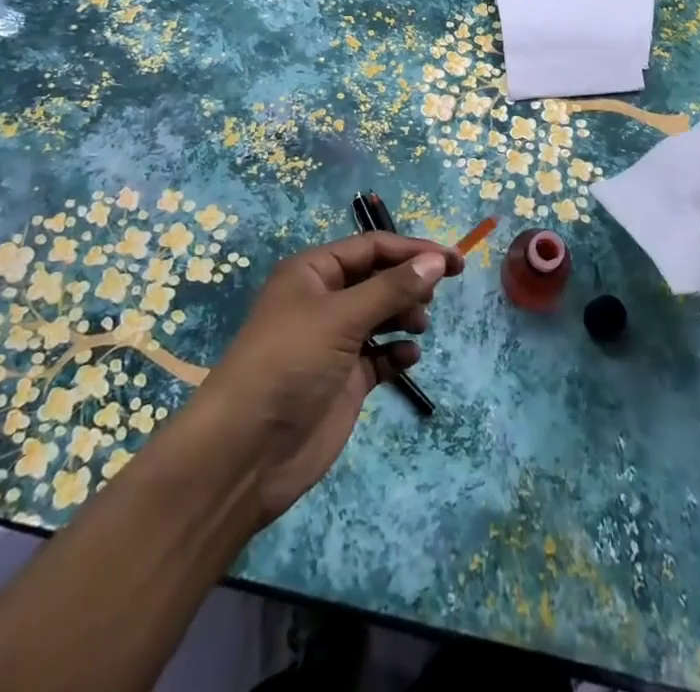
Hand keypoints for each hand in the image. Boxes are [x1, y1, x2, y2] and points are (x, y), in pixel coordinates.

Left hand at [192, 231, 462, 525]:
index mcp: (314, 272)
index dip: (413, 251)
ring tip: (419, 326)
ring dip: (405, 315)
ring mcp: (335, 341)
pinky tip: (408, 356)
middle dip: (409, 283)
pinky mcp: (345, 379)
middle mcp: (324, 300)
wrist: (246, 452)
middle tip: (434, 298)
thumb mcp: (341, 317)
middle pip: (379, 279)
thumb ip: (393, 288)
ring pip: (382, 314)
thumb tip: (437, 260)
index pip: (372, 247)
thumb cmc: (289, 363)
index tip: (453, 262)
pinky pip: (381, 355)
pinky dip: (397, 352)